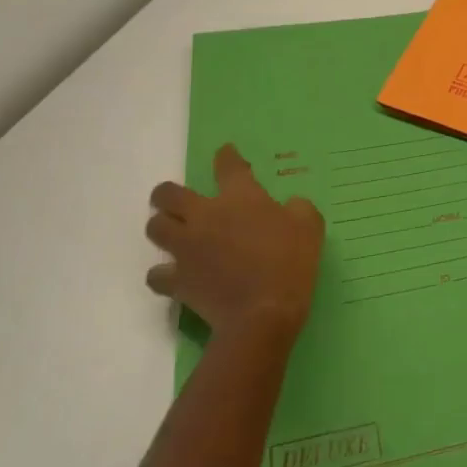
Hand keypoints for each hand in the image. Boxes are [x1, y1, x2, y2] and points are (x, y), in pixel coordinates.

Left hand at [146, 144, 325, 341]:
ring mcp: (187, 248)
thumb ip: (298, 208)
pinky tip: (172, 275)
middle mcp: (205, 215)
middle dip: (167, 193)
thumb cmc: (290, 262)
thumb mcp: (310, 226)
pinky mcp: (178, 281)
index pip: (228, 165)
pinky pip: (157, 274)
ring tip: (172, 233)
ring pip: (155, 228)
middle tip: (176, 199)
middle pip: (169, 194)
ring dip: (161, 227)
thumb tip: (290, 206)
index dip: (226, 156)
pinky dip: (162, 274)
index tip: (225, 153)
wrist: (263, 313)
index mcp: (240, 196)